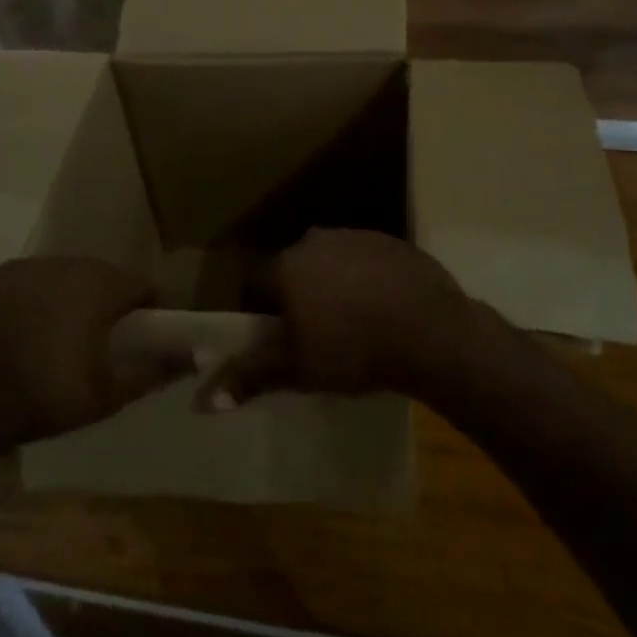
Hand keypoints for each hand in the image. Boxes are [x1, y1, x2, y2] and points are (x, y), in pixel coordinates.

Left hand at [0, 257, 186, 453]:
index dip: (147, 309)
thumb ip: (154, 371)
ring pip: (69, 274)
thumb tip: (196, 355)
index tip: (142, 335)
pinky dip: (43, 296)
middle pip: (105, 276)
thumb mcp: (105, 395)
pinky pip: (36, 278)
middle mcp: (66, 265)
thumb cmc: (41, 400)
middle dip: (111, 301)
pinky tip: (32, 326)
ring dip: (76, 295)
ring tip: (66, 332)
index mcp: (97, 289)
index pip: (140, 286)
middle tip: (104, 338)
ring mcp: (28, 268)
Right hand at [197, 229, 482, 408]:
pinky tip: (384, 309)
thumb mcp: (298, 369)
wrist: (431, 332)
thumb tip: (205, 400)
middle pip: (294, 269)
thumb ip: (251, 376)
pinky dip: (367, 279)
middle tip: (315, 334)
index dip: (260, 311)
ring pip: (331, 262)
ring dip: (333, 285)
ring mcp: (358, 236)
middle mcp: (316, 240)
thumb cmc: (354, 350)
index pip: (256, 283)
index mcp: (287, 265)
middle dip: (298, 296)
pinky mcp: (393, 242)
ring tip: (354, 324)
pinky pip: (367, 261)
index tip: (275, 338)